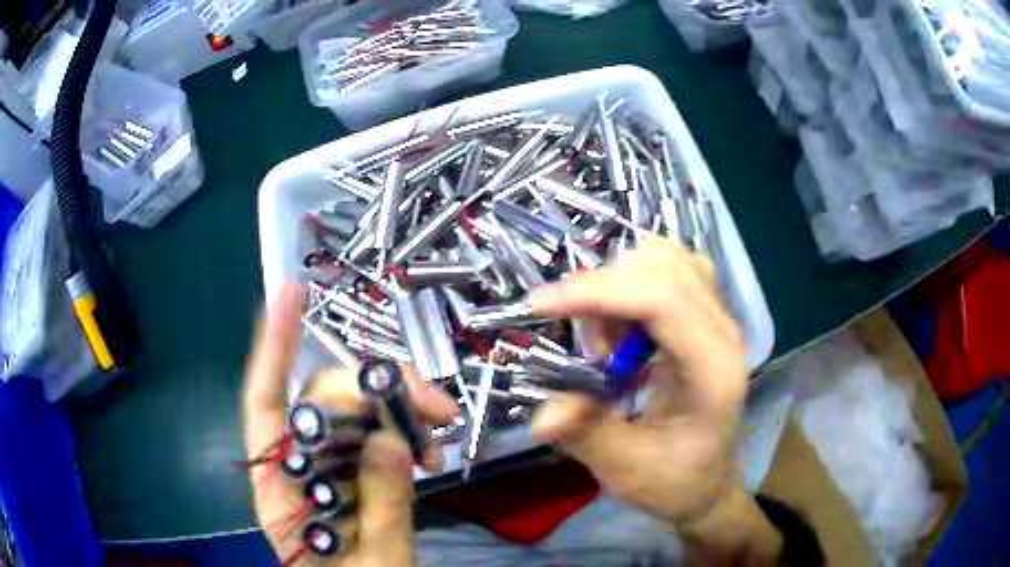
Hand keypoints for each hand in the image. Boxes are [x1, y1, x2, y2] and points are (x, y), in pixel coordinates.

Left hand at [242, 283, 457, 565]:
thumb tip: (390, 440)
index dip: (273, 347)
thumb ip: (382, 509)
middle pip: (324, 402)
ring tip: (440, 430)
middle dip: (377, 391)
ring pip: (355, 413)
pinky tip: (432, 449)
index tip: (290, 295)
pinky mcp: (356, 473)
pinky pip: (377, 436)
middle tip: (435, 408)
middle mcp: (299, 468)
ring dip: (400, 410)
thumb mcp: (376, 562)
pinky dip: (407, 433)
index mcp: (281, 491)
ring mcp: (329, 468)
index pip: (265, 405)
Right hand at [530, 238, 747, 525]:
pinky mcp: (707, 313)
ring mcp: (720, 318)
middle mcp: (724, 332)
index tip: (540, 305)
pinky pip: (670, 269)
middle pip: (666, 267)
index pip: (665, 301)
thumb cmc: (672, 480)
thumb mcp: (625, 469)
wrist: (705, 480)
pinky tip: (624, 328)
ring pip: (668, 258)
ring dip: (621, 284)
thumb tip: (543, 414)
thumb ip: (586, 435)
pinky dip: (633, 283)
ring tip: (608, 339)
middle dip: (606, 289)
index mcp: (713, 372)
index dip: (600, 292)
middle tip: (585, 343)